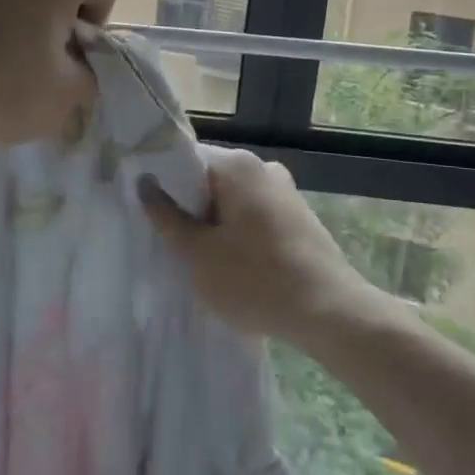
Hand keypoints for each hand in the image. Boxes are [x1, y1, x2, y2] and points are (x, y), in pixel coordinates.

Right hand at [141, 145, 382, 347]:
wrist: (329, 313)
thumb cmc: (255, 280)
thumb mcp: (198, 253)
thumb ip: (167, 216)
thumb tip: (144, 183)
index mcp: (237, 165)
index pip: (185, 161)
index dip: (163, 185)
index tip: (150, 214)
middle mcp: (263, 168)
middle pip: (210, 181)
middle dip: (189, 208)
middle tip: (170, 242)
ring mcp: (285, 192)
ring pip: (233, 202)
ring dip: (214, 225)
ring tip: (199, 259)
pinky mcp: (298, 218)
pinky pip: (254, 217)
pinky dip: (238, 235)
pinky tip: (233, 267)